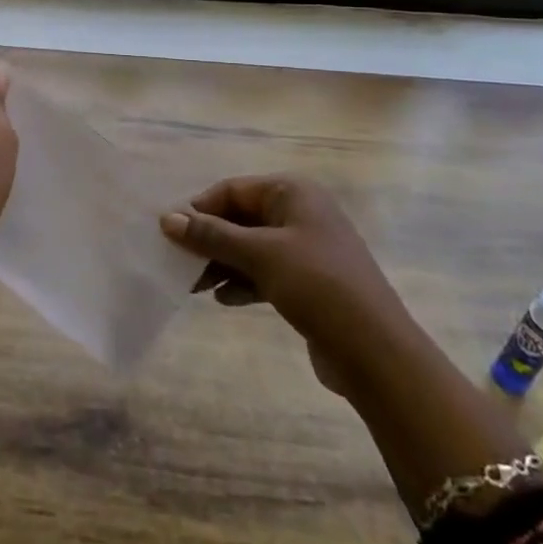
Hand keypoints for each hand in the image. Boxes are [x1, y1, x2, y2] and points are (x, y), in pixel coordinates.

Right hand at [160, 175, 401, 395]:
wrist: (376, 353)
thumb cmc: (317, 286)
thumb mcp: (260, 255)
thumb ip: (211, 235)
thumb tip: (166, 218)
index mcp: (293, 193)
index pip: (232, 190)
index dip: (199, 209)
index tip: (168, 233)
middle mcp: (300, 213)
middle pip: (240, 218)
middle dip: (209, 239)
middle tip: (177, 262)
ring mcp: (306, 249)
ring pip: (250, 248)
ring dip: (222, 263)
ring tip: (194, 286)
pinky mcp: (309, 283)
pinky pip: (264, 273)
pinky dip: (242, 282)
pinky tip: (223, 300)